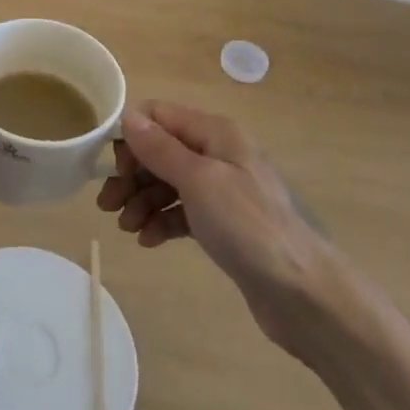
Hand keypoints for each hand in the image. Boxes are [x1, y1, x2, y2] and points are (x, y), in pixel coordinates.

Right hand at [97, 103, 349, 359]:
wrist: (302, 293)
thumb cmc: (247, 226)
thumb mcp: (198, 180)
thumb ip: (160, 148)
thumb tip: (128, 117)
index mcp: (216, 133)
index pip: (159, 116)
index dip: (132, 137)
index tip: (114, 169)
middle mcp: (219, 153)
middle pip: (161, 151)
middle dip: (132, 175)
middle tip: (108, 205)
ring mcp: (223, 190)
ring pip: (169, 183)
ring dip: (142, 201)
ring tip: (127, 228)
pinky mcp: (224, 224)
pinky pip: (183, 212)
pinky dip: (163, 221)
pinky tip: (149, 240)